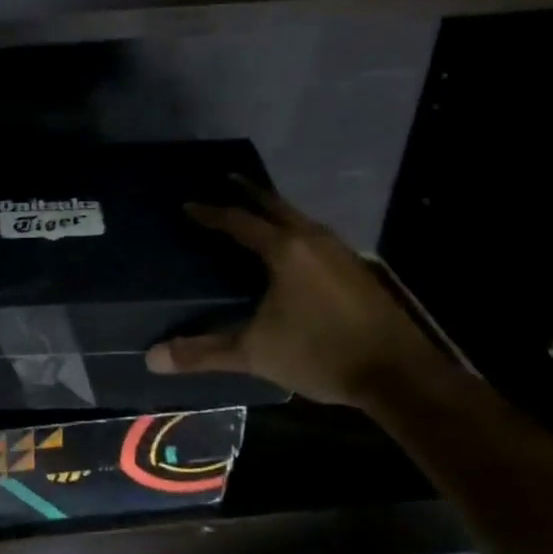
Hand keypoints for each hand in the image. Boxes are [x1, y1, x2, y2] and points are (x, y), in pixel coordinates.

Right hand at [145, 180, 450, 407]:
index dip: (210, 213)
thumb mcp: (255, 353)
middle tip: (226, 179)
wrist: (399, 374)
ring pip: (298, 217)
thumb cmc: (320, 353)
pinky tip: (293, 246)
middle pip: (274, 205)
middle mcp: (312, 239)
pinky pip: (314, 234)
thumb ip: (204, 352)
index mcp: (284, 249)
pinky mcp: (356, 268)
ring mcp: (339, 251)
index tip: (188, 205)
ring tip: (256, 208)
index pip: (238, 221)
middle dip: (248, 192)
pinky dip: (294, 228)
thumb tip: (154, 357)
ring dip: (274, 209)